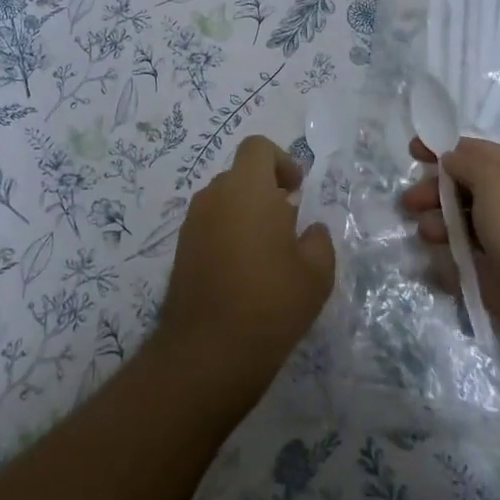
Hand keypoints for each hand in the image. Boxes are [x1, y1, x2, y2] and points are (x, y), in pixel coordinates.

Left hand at [155, 136, 335, 407]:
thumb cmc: (271, 302)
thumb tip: (309, 229)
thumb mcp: (316, 273)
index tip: (297, 191)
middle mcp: (214, 196)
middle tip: (288, 225)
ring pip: (223, 201)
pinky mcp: (180, 249)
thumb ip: (318, 239)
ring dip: (245, 213)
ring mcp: (192, 223)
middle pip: (240, 175)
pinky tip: (244, 272)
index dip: (281, 161)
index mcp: (247, 189)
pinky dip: (227, 234)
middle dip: (265, 190)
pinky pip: (209, 225)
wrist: (209, 351)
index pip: (257, 148)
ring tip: (267, 253)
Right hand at [401, 137, 499, 381]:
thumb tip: (449, 161)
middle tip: (410, 204)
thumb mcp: (498, 183)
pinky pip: (464, 265)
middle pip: (464, 189)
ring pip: (461, 227)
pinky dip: (447, 264)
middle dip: (434, 191)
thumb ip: (467, 164)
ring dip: (437, 226)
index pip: (475, 152)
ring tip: (428, 235)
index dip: (442, 149)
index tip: (411, 152)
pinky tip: (438, 267)